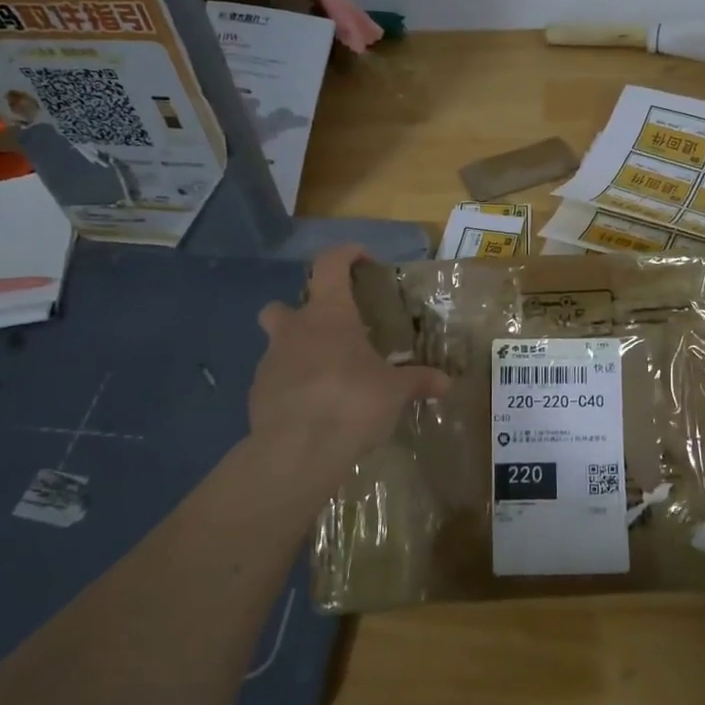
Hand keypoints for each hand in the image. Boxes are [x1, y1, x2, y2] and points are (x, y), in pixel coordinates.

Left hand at [249, 245, 449, 483]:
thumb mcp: (395, 391)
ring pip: (277, 347)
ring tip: (328, 380)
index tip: (362, 259)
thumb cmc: (352, 402)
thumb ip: (419, 381)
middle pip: (281, 307)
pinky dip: (292, 389)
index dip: (345, 254)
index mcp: (328, 315)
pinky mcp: (257, 397)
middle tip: (329, 334)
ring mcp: (269, 364)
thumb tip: (448, 383)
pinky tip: (314, 410)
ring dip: (298, 355)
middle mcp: (293, 331)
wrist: (298, 450)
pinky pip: (276, 383)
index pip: (329, 265)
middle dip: (299, 314)